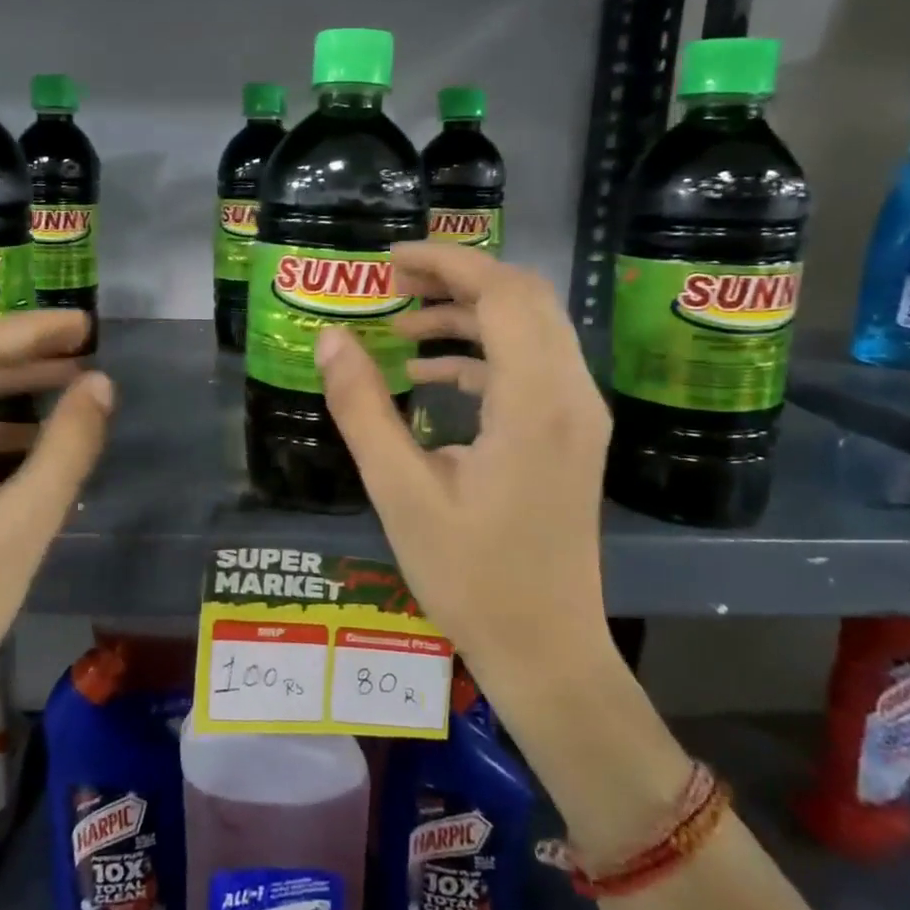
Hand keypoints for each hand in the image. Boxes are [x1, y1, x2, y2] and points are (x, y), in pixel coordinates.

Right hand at [314, 242, 612, 697]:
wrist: (546, 650)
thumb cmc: (471, 577)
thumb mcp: (400, 491)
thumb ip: (362, 408)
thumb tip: (331, 338)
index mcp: (535, 401)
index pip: (502, 293)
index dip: (445, 263)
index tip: (388, 260)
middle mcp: (571, 395)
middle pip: (524, 298)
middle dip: (456, 278)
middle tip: (391, 284)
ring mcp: (578, 415)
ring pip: (530, 329)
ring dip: (468, 313)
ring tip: (401, 323)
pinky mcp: (570, 435)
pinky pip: (531, 366)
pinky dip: (482, 352)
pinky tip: (429, 374)